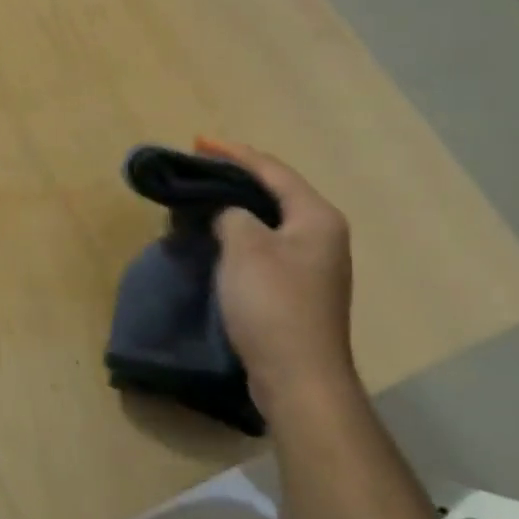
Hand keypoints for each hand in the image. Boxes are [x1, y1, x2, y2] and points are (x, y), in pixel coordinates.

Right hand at [214, 145, 355, 417]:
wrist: (298, 377)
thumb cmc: (273, 304)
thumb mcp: (245, 247)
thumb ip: (231, 214)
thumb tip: (228, 214)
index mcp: (316, 217)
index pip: (272, 170)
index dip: (233, 153)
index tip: (198, 142)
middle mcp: (321, 235)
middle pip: (274, 192)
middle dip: (234, 177)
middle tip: (197, 167)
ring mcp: (311, 264)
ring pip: (268, 220)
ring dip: (234, 206)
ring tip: (201, 198)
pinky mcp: (297, 289)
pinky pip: (264, 246)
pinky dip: (239, 234)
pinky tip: (216, 237)